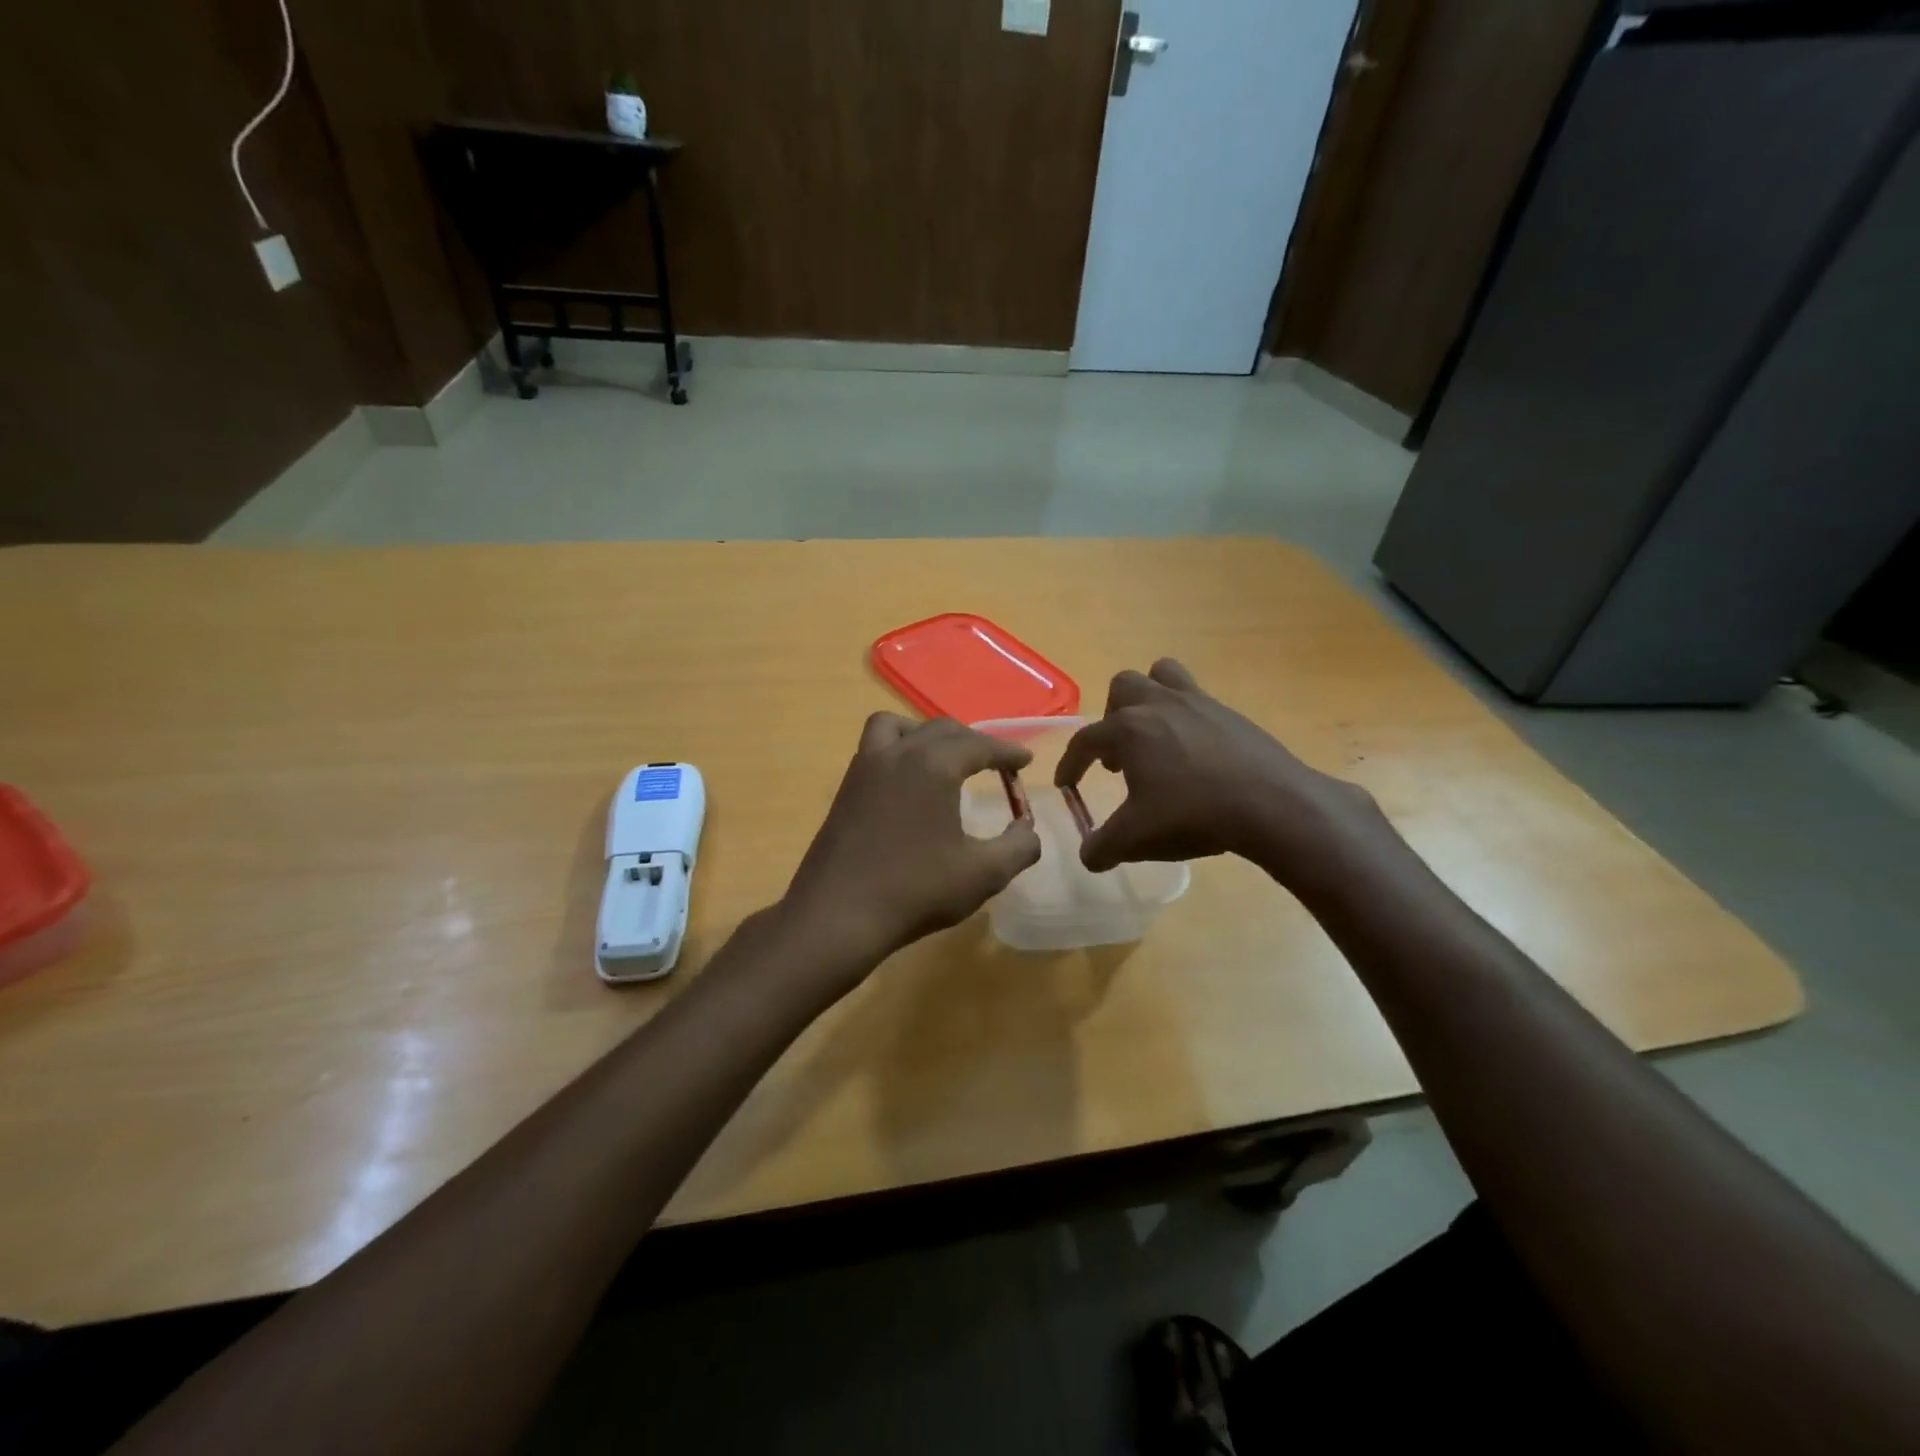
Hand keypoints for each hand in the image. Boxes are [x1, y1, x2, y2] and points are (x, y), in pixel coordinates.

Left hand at [781, 714, 1042, 973]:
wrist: (837, 914)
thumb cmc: (915, 890)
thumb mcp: (982, 874)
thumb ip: (1018, 847)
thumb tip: (1028, 830)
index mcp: (933, 765)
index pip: (978, 745)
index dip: (1007, 751)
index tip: (1025, 760)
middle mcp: (898, 753)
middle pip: (941, 729)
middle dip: (973, 741)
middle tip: (994, 762)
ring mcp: (865, 767)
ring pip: (897, 726)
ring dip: (926, 733)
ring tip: (943, 758)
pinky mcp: (845, 788)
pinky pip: (875, 747)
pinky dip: (898, 749)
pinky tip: (907, 784)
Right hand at [1055, 659, 1381, 886]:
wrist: (1271, 804)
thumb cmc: (1193, 814)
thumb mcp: (1137, 838)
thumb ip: (1103, 847)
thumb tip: (1088, 856)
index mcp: (1128, 729)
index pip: (1085, 741)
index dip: (1071, 764)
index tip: (1068, 785)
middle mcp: (1158, 705)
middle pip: (1122, 688)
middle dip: (1113, 719)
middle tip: (1120, 756)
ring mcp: (1197, 702)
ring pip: (1162, 676)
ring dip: (1150, 699)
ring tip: (1154, 736)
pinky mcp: (1230, 712)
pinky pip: (1198, 698)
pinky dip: (1186, 717)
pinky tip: (1195, 753)